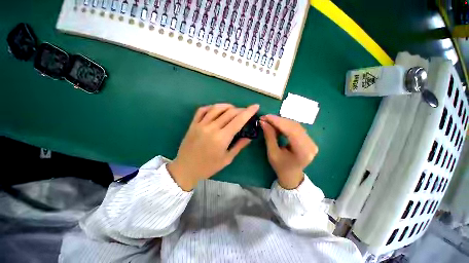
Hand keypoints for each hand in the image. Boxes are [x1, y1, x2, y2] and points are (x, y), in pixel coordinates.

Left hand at [167, 103, 259, 190]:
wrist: (186, 169)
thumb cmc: (208, 167)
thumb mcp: (227, 159)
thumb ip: (239, 146)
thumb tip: (249, 137)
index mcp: (222, 138)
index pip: (238, 121)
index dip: (248, 112)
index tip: (255, 106)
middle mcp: (212, 128)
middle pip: (229, 113)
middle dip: (240, 109)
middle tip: (245, 111)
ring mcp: (201, 124)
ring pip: (216, 108)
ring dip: (227, 106)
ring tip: (233, 109)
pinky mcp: (193, 124)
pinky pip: (202, 110)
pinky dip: (211, 107)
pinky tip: (217, 109)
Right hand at [260, 115, 317, 189]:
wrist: (291, 175)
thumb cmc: (280, 167)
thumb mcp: (272, 153)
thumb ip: (269, 136)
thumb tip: (263, 122)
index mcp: (303, 151)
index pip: (291, 131)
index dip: (278, 122)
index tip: (265, 116)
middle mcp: (311, 144)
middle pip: (294, 126)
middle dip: (278, 120)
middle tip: (265, 118)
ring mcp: (311, 141)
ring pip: (295, 125)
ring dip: (281, 121)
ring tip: (269, 121)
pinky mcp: (308, 139)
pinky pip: (296, 128)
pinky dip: (285, 124)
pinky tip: (277, 124)